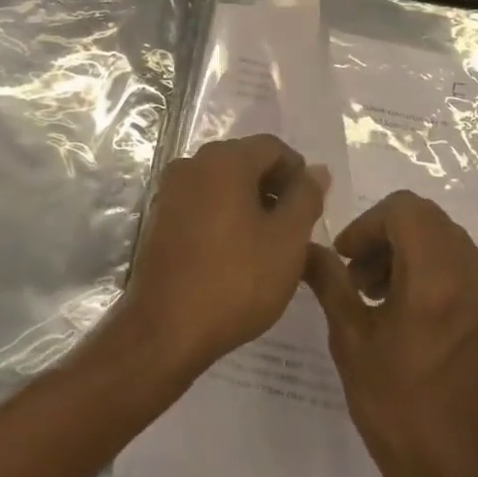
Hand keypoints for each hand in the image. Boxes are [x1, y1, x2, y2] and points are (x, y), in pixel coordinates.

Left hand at [114, 135, 328, 380]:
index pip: (273, 147)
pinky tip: (235, 252)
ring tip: (267, 244)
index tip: (311, 209)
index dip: (298, 172)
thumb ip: (306, 198)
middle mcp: (193, 163)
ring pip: (222, 182)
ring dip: (249, 202)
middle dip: (274, 187)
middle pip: (245, 160)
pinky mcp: (159, 217)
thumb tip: (317, 170)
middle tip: (294, 228)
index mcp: (224, 160)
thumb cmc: (235, 280)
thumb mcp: (287, 240)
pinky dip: (223, 215)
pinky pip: (201, 202)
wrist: (165, 329)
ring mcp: (171, 190)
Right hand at [305, 190, 477, 476]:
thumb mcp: (351, 342)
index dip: (371, 224)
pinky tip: (438, 331)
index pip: (405, 209)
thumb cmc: (397, 411)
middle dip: (394, 242)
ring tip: (401, 306)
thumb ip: (331, 282)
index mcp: (436, 276)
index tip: (350, 258)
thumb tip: (307, 248)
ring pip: (460, 251)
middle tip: (368, 282)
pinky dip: (457, 288)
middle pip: (433, 226)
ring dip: (426, 262)